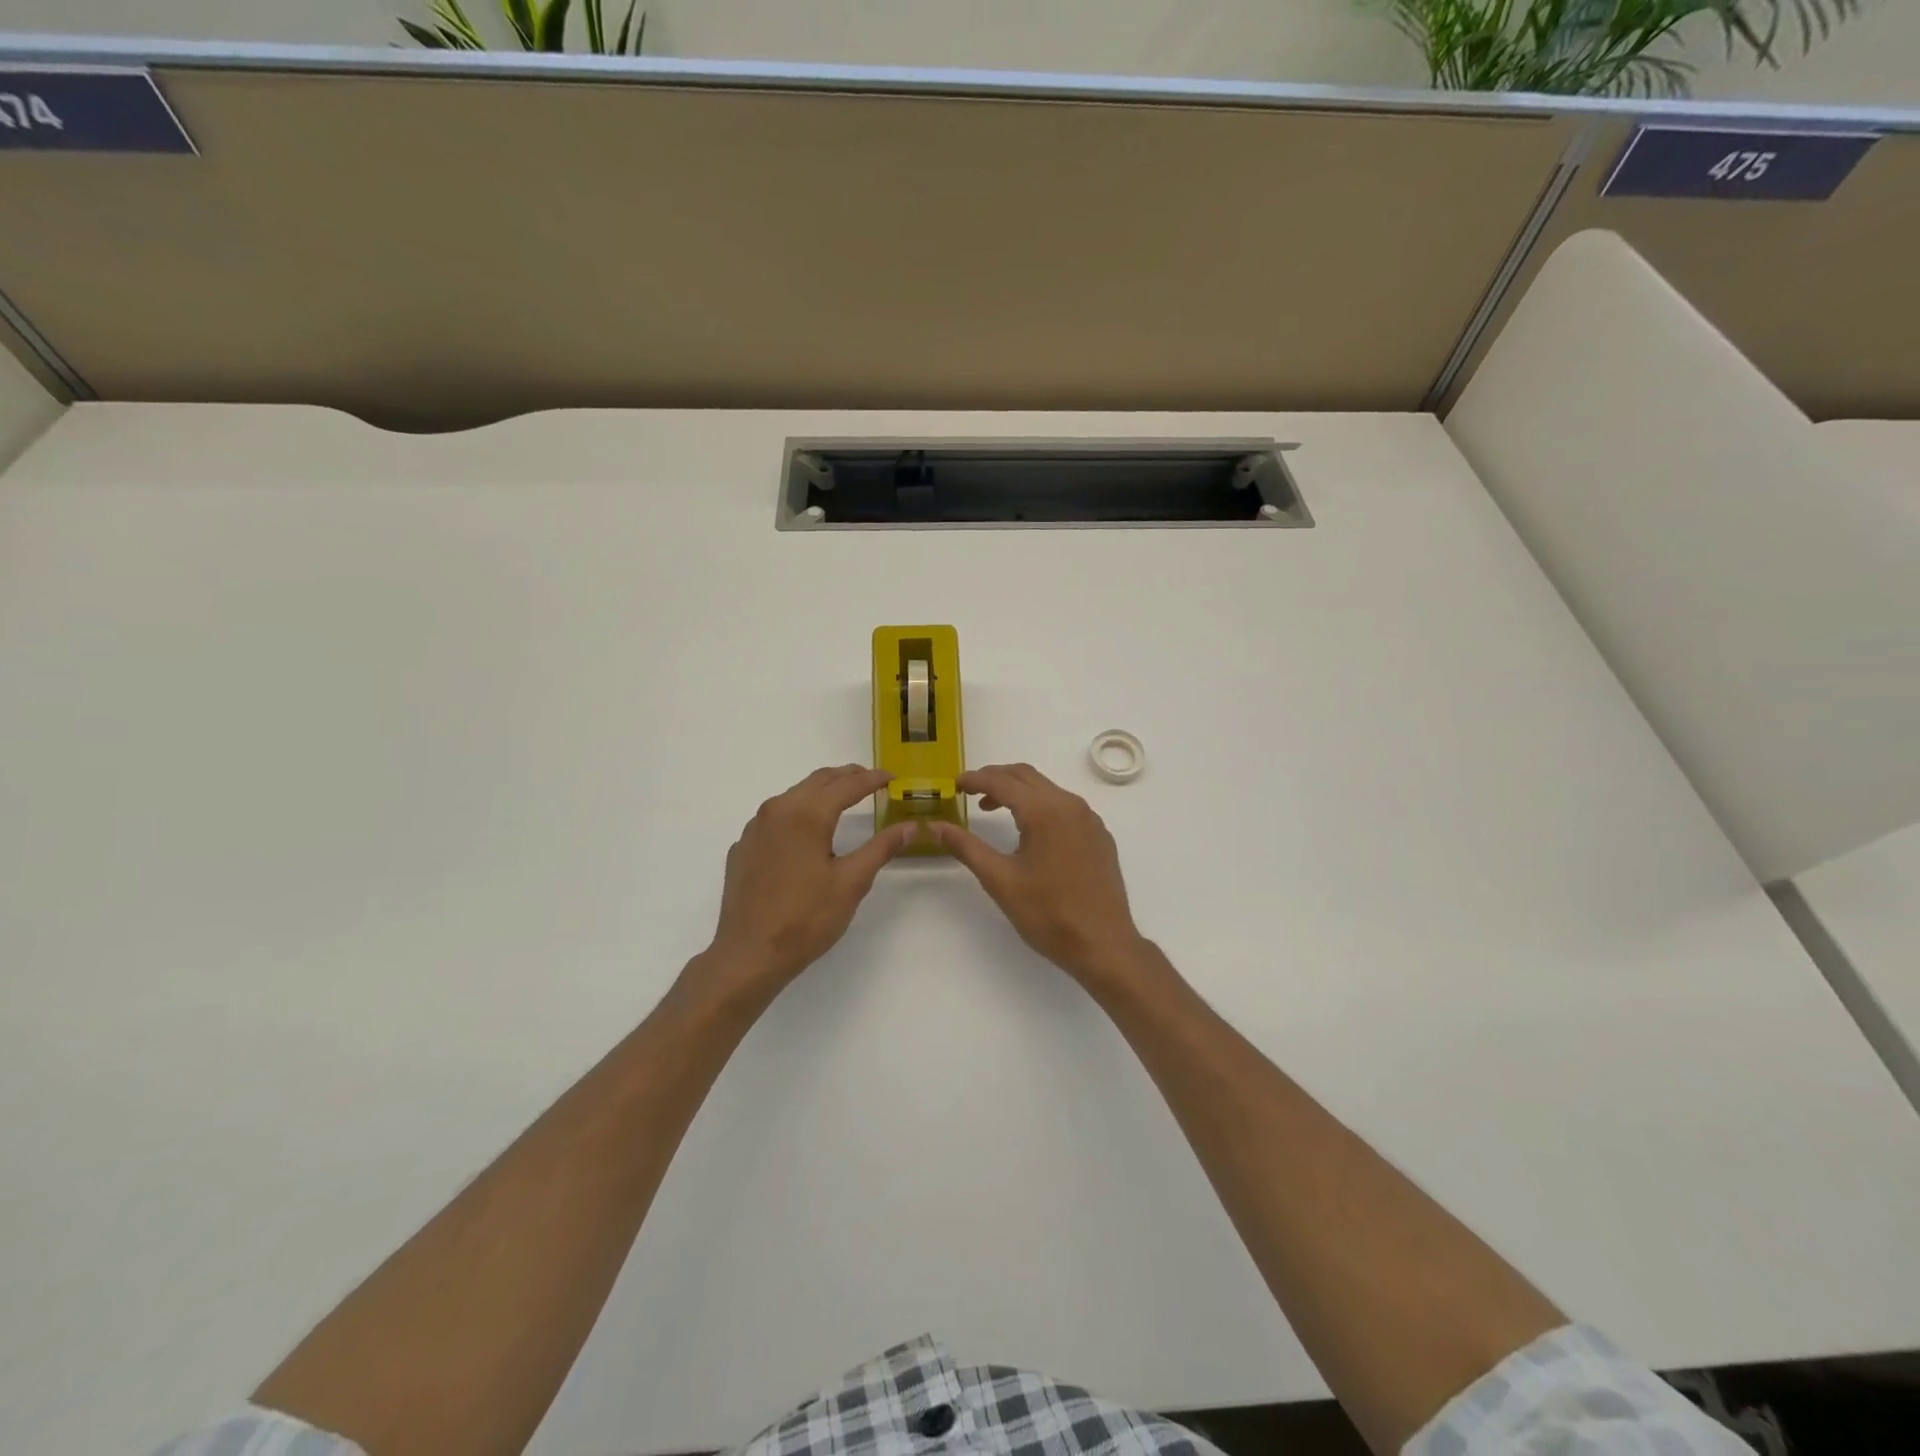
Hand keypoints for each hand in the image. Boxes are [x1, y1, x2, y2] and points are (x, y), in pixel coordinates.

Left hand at [698, 766, 916, 999]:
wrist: (748, 955)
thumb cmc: (806, 918)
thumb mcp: (851, 882)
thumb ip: (881, 848)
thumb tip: (910, 826)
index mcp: (806, 814)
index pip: (847, 785)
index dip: (872, 779)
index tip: (892, 777)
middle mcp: (777, 810)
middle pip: (817, 781)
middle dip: (846, 777)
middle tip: (870, 780)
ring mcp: (755, 828)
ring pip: (794, 796)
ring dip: (821, 792)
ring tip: (842, 800)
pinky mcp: (743, 847)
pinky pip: (775, 817)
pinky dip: (798, 813)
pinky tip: (806, 833)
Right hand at [930, 764, 1150, 987]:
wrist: (1103, 944)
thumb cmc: (1048, 913)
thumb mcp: (1000, 880)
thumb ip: (966, 847)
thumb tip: (936, 826)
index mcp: (1045, 811)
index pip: (1003, 782)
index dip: (975, 780)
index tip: (955, 785)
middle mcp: (1070, 805)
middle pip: (1027, 777)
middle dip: (996, 778)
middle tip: (970, 791)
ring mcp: (1090, 820)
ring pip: (1048, 790)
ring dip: (1019, 792)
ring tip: (993, 809)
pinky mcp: (1099, 836)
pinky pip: (1065, 807)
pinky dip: (1041, 806)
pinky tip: (1030, 831)